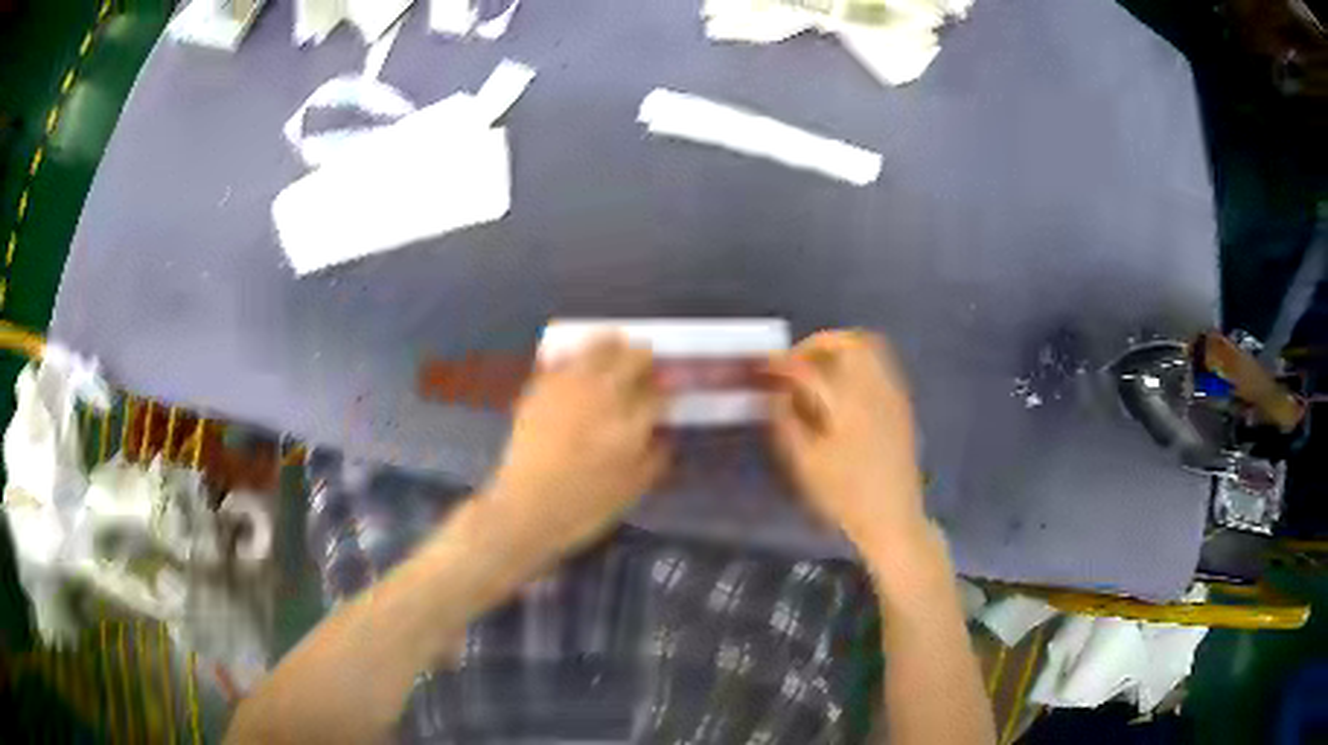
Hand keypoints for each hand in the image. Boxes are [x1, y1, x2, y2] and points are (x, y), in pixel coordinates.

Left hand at [481, 335, 669, 559]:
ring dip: (612, 345)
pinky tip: (578, 360)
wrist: (526, 507)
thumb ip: (654, 458)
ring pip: (597, 348)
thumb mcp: (631, 491)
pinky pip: (563, 360)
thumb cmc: (583, 507)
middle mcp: (602, 396)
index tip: (668, 393)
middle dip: (644, 359)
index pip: (658, 395)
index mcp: (630, 424)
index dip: (667, 391)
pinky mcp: (541, 388)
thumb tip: (663, 435)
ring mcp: (569, 388)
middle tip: (646, 362)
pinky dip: (575, 355)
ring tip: (617, 344)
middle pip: (631, 359)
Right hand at [767, 330, 928, 554]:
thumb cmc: (844, 495)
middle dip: (819, 345)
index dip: (783, 364)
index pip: (810, 368)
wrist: (892, 517)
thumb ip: (786, 420)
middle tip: (796, 363)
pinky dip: (858, 365)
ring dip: (841, 351)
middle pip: (850, 342)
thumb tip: (774, 392)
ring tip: (818, 372)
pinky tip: (843, 391)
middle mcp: (875, 389)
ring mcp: (893, 395)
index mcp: (848, 402)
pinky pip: (881, 367)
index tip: (765, 369)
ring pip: (871, 349)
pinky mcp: (902, 405)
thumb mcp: (805, 463)